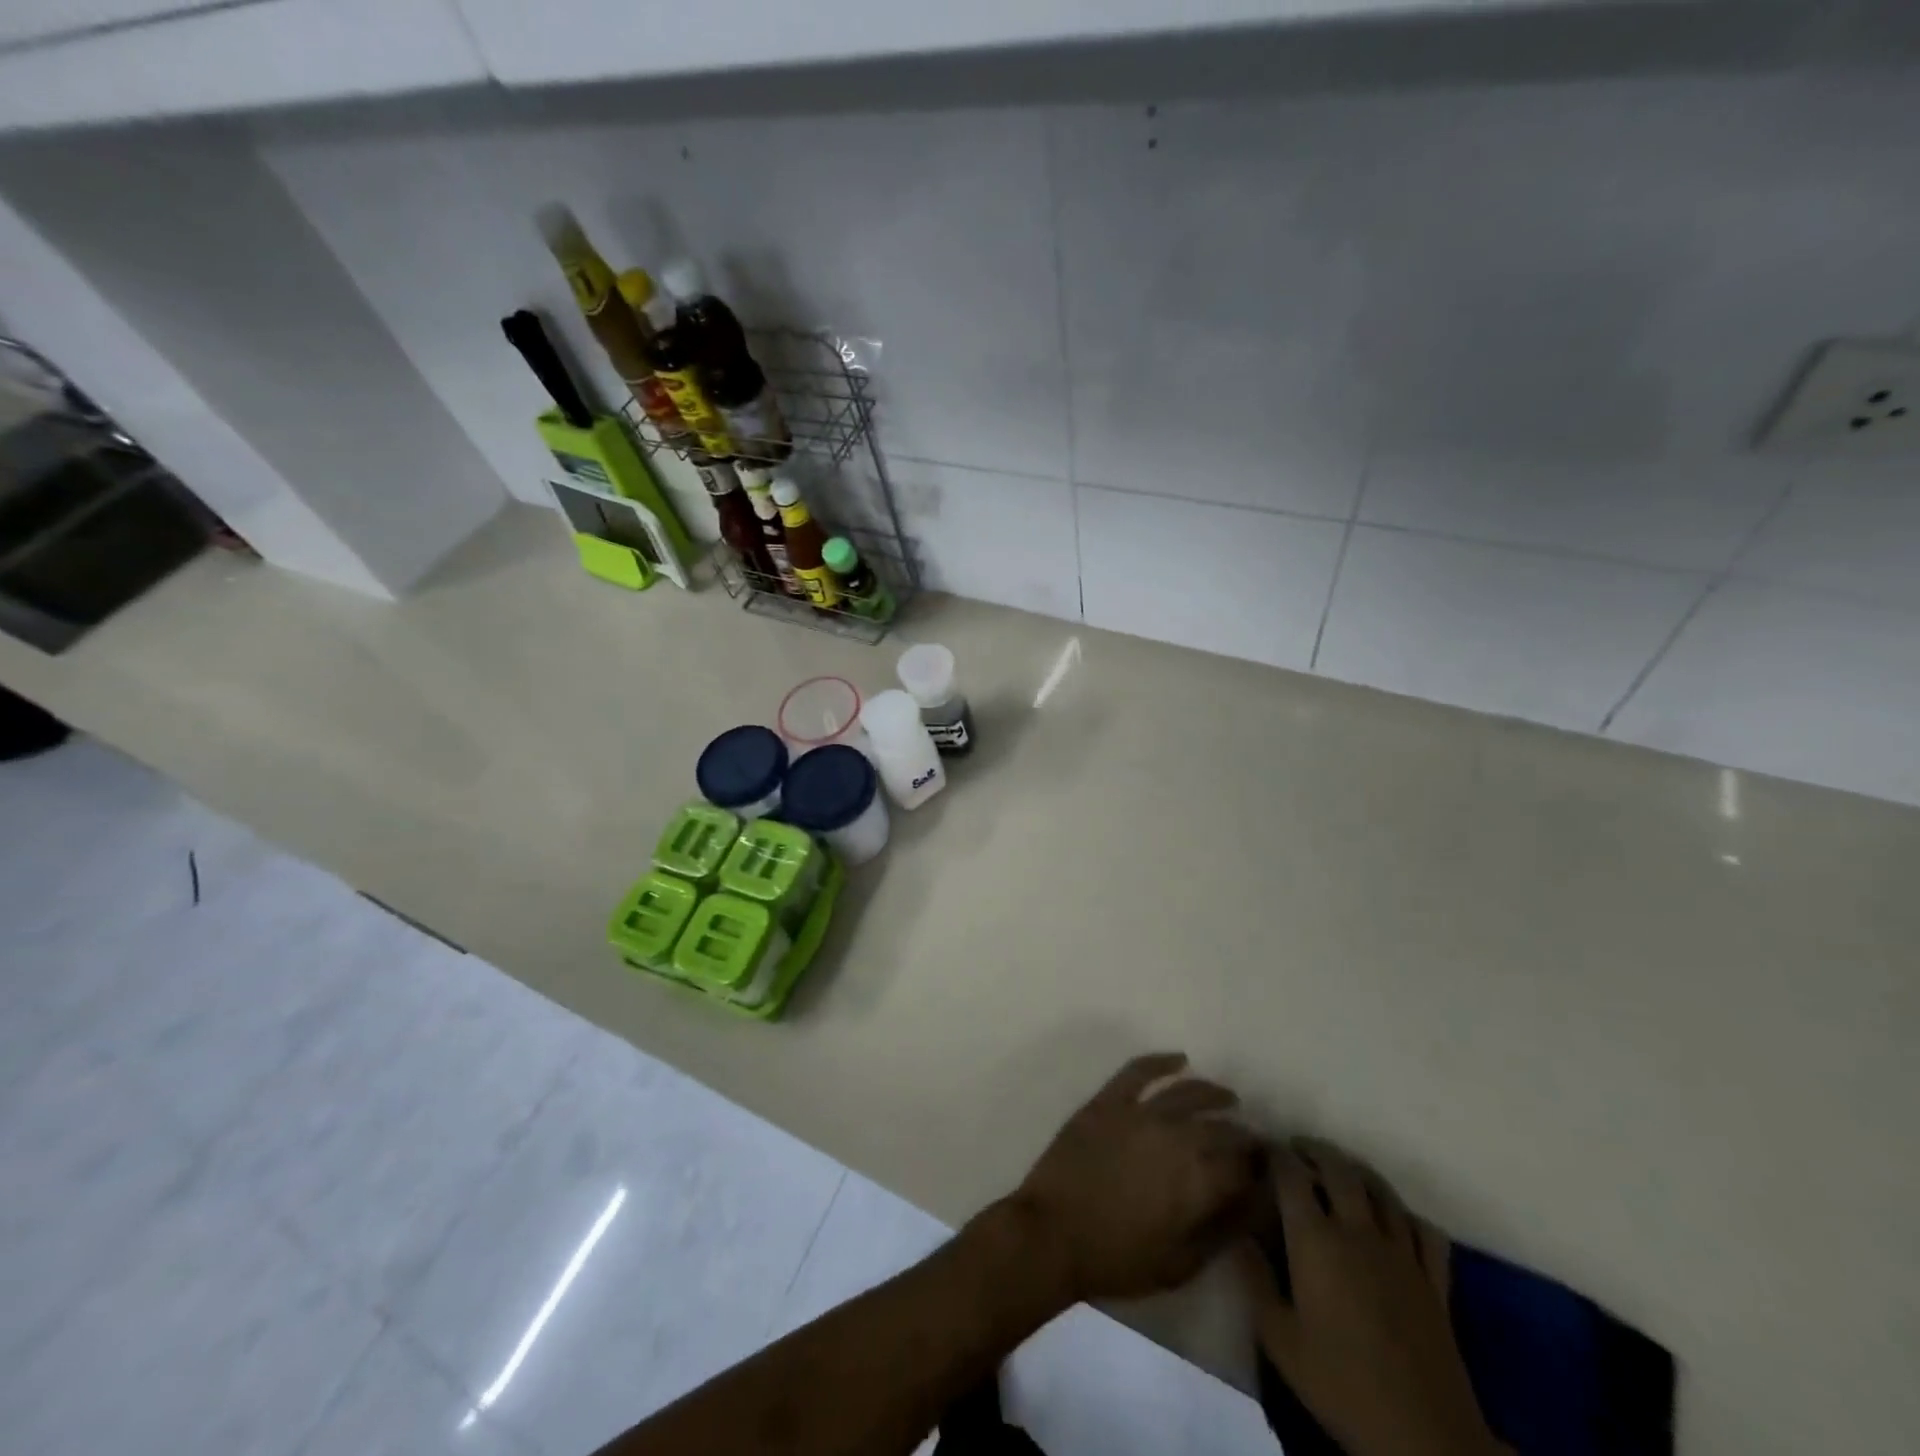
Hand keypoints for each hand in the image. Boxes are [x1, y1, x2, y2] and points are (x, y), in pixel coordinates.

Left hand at [1006, 1052, 1264, 1304]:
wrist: (1052, 1233)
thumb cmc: (1118, 1259)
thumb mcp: (1181, 1265)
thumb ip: (1222, 1231)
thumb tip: (1256, 1205)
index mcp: (1198, 1180)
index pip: (1244, 1168)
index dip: (1261, 1170)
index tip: (1270, 1171)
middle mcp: (1176, 1136)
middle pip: (1222, 1129)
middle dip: (1243, 1135)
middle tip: (1253, 1141)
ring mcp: (1140, 1113)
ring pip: (1187, 1093)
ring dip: (1213, 1094)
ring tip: (1229, 1098)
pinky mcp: (1108, 1101)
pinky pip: (1138, 1071)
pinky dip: (1161, 1061)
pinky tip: (1179, 1059)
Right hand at [1237, 1139, 1503, 1455]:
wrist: (1421, 1436)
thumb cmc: (1340, 1383)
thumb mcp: (1279, 1338)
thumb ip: (1254, 1280)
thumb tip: (1238, 1234)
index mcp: (1316, 1240)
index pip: (1291, 1175)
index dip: (1275, 1154)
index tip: (1262, 1148)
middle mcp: (1358, 1231)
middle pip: (1339, 1169)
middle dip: (1315, 1150)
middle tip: (1298, 1149)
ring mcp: (1401, 1253)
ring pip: (1382, 1191)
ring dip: (1358, 1172)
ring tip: (1342, 1171)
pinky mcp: (1435, 1281)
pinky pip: (1424, 1230)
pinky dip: (1407, 1214)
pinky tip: (1395, 1219)